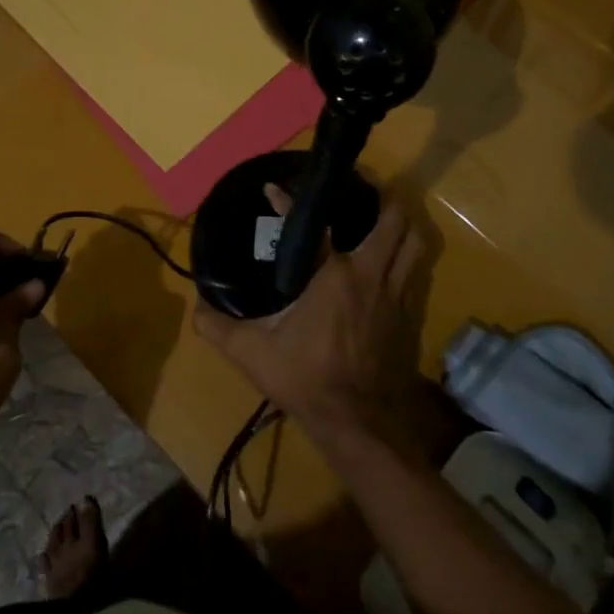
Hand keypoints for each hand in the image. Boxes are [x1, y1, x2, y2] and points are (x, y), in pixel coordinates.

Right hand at [194, 189, 428, 446]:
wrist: (359, 423)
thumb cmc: (307, 380)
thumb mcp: (252, 355)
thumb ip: (218, 328)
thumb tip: (196, 307)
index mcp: (334, 276)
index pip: (315, 224)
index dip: (290, 202)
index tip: (274, 190)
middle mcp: (371, 275)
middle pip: (393, 220)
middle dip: (382, 198)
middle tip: (362, 190)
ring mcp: (397, 294)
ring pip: (416, 242)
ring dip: (403, 224)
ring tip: (385, 216)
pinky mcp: (411, 314)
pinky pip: (417, 271)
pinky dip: (408, 255)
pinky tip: (392, 261)